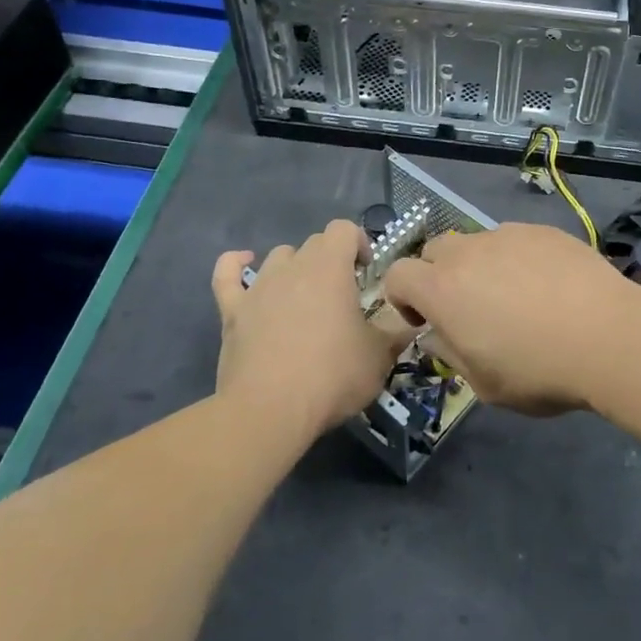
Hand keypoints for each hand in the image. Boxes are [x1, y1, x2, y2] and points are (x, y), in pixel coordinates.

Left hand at [210, 221, 407, 444]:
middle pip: (314, 243)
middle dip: (332, 259)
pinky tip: (243, 263)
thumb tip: (413, 320)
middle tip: (343, 295)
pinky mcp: (233, 312)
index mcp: (330, 268)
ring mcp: (259, 287)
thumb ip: (397, 331)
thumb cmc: (331, 376)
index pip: (344, 229)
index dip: (358, 242)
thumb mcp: (380, 356)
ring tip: (305, 297)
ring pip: (279, 257)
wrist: (269, 411)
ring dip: (295, 268)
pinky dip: (235, 265)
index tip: (367, 272)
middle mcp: (293, 267)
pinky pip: (227, 275)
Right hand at [381, 223, 640, 414]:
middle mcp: (468, 252)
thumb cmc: (539, 370)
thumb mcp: (484, 384)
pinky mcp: (542, 230)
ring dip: (481, 266)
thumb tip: (437, 334)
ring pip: (477, 243)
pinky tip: (549, 286)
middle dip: (439, 275)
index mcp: (442, 289)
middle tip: (469, 308)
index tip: (427, 321)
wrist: (609, 336)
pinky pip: (515, 240)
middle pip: (435, 250)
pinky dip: (518, 258)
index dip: (403, 298)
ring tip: (517, 297)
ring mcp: (508, 235)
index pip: (397, 274)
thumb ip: (450, 353)